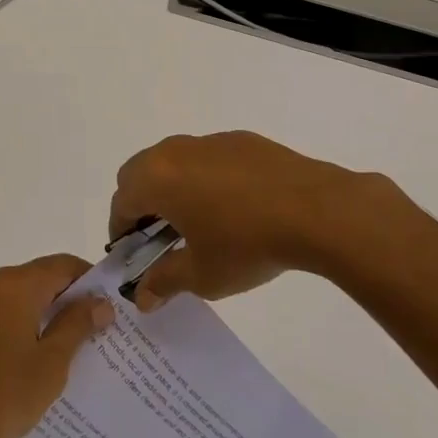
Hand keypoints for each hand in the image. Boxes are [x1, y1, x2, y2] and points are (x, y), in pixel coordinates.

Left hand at [0, 255, 114, 437]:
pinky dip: (28, 325)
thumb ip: (77, 324)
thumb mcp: (52, 361)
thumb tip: (101, 302)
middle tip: (100, 328)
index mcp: (16, 284)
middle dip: (72, 299)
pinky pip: (7, 314)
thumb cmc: (5, 392)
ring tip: (77, 346)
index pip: (63, 265)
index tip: (112, 304)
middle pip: (43, 277)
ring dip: (50, 314)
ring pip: (24, 297)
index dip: (90, 280)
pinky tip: (41, 358)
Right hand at [110, 131, 408, 309]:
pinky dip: (205, 178)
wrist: (316, 210)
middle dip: (141, 204)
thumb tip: (142, 296)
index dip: (121, 231)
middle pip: (139, 172)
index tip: (133, 256)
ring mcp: (208, 142)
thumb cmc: (247, 244)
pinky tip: (234, 207)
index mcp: (156, 179)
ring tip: (198, 222)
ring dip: (172, 188)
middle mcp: (174, 151)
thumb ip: (164, 281)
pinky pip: (207, 158)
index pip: (121, 202)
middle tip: (160, 238)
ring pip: (173, 161)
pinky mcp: (240, 141)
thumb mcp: (202, 274)